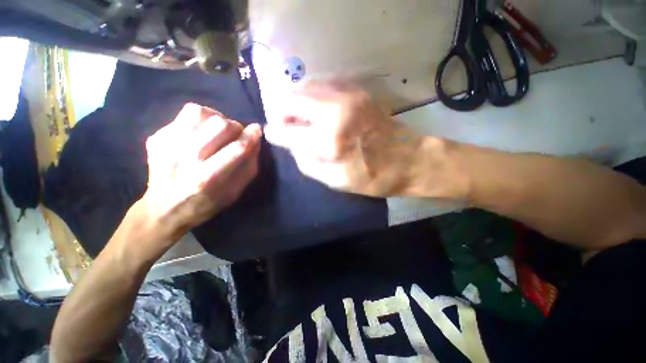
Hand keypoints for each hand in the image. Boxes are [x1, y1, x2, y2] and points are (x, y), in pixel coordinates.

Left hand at [137, 103, 261, 252]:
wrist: (162, 210)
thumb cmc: (206, 204)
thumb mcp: (235, 192)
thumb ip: (248, 166)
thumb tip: (255, 139)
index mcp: (206, 179)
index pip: (236, 149)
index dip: (251, 136)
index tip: (257, 130)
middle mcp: (184, 159)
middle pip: (219, 125)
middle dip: (235, 127)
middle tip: (236, 135)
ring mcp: (166, 145)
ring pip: (199, 112)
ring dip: (216, 118)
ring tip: (218, 131)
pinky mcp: (156, 137)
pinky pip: (185, 115)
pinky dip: (200, 120)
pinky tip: (202, 133)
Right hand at [265, 80, 453, 197]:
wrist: (409, 159)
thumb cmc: (372, 177)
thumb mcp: (333, 181)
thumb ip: (305, 161)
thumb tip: (289, 142)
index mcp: (329, 142)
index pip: (284, 130)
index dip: (275, 133)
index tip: (275, 135)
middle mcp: (334, 111)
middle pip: (289, 99)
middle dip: (283, 114)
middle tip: (290, 128)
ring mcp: (347, 95)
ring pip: (303, 87)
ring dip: (298, 104)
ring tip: (305, 120)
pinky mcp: (356, 89)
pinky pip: (321, 84)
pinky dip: (313, 97)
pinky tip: (320, 112)